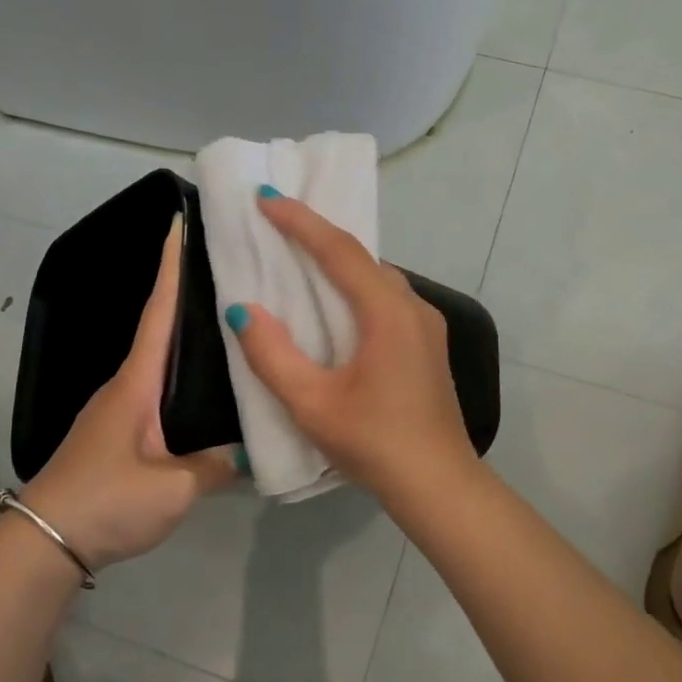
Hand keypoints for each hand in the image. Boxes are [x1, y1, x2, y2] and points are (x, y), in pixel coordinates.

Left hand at [23, 215, 233, 568]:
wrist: (44, 543)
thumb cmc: (107, 501)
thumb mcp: (174, 487)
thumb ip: (217, 464)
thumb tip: (247, 452)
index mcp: (137, 383)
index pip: (158, 312)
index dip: (170, 267)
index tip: (180, 223)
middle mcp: (125, 386)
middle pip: (160, 328)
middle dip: (188, 293)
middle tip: (230, 271)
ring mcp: (118, 410)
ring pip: (160, 363)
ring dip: (187, 339)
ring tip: (230, 325)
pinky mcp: (118, 434)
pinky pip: (158, 392)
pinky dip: (182, 377)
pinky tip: (208, 390)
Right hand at [227, 193, 478, 499]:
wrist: (438, 483)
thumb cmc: (373, 442)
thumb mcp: (311, 403)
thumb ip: (272, 355)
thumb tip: (243, 310)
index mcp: (387, 312)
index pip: (339, 250)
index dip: (300, 221)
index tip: (266, 198)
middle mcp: (413, 307)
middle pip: (362, 257)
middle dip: (319, 235)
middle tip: (278, 224)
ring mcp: (427, 325)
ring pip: (378, 278)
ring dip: (340, 263)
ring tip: (301, 259)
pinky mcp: (428, 345)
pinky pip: (388, 299)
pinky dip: (357, 288)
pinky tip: (336, 305)